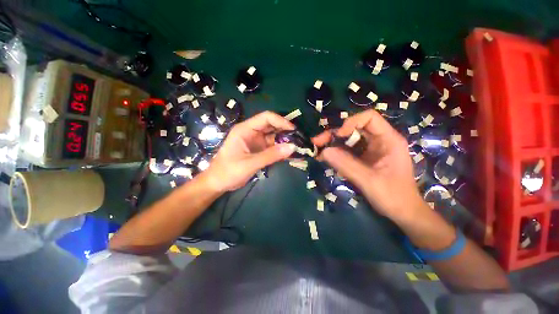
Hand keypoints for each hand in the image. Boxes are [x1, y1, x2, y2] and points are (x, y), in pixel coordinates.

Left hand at [204, 111, 296, 191]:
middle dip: (285, 130)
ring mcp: (256, 141)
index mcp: (245, 129)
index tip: (293, 130)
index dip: (281, 121)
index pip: (266, 117)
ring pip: (273, 136)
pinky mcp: (258, 149)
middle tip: (298, 138)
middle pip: (271, 125)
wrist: (218, 183)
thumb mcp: (250, 163)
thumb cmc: (228, 171)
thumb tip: (292, 147)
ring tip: (297, 146)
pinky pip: (272, 146)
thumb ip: (271, 155)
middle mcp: (251, 132)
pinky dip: (280, 148)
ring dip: (284, 140)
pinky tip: (289, 153)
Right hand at [312, 110, 423, 221]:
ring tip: (317, 151)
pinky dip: (335, 153)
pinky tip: (324, 158)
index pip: (369, 118)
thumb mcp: (369, 181)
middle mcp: (379, 140)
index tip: (337, 136)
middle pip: (354, 128)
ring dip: (332, 143)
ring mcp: (370, 150)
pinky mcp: (364, 158)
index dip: (351, 123)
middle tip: (317, 142)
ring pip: (348, 139)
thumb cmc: (393, 196)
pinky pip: (347, 151)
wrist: (402, 212)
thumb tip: (324, 151)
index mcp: (388, 140)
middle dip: (334, 134)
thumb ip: (347, 165)